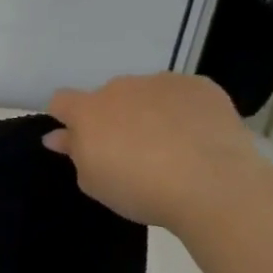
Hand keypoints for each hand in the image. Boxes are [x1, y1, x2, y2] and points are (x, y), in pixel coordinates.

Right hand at [43, 73, 272, 229]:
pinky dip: (183, 109)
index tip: (78, 139)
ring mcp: (161, 83)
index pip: (61, 101)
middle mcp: (120, 88)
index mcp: (87, 111)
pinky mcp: (200, 86)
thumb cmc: (139, 189)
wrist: (213, 186)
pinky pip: (182, 93)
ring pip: (146, 93)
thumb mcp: (93, 182)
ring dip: (148, 110)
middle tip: (130, 149)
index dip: (66, 117)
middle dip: (113, 116)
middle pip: (107, 97)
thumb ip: (75, 153)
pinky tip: (197, 135)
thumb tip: (59, 136)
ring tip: (171, 144)